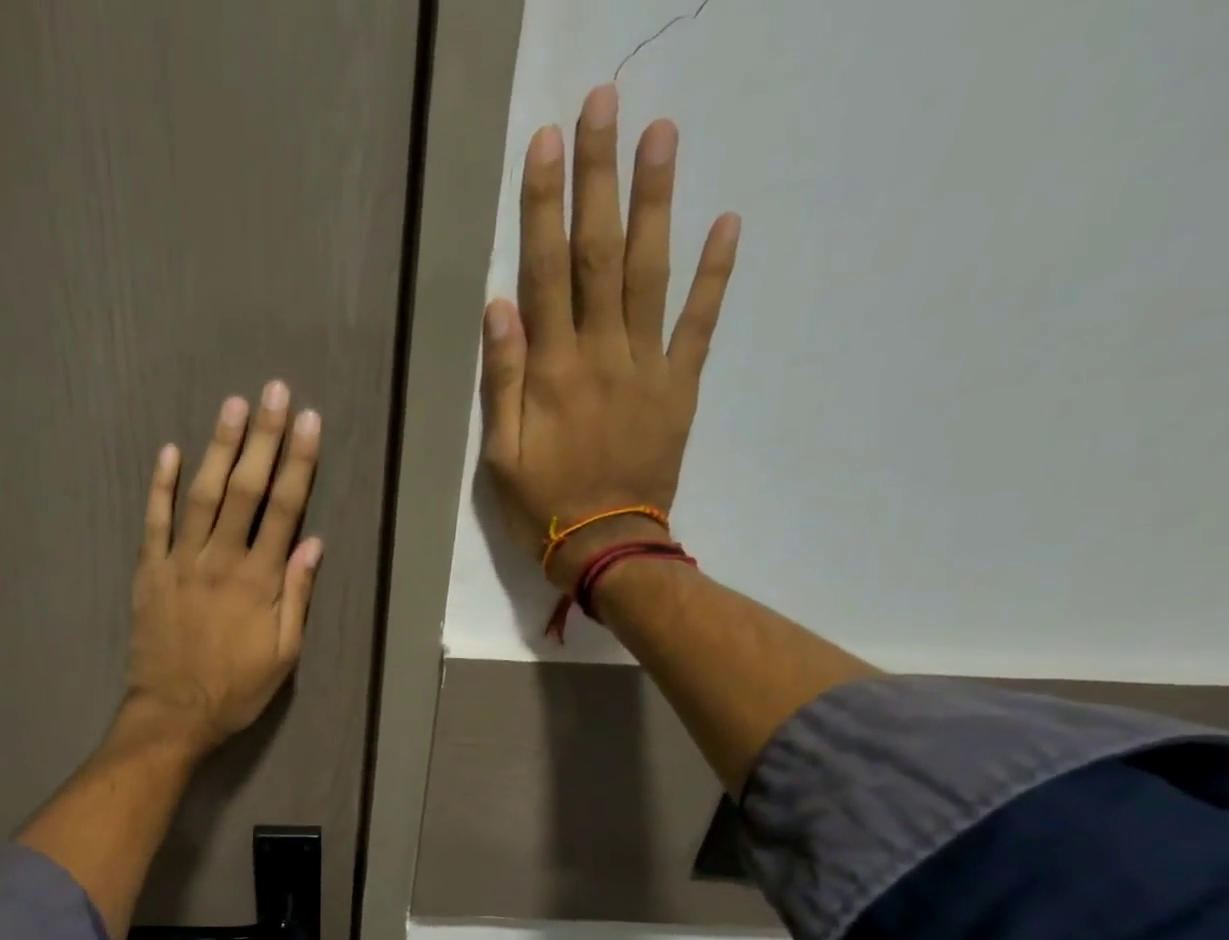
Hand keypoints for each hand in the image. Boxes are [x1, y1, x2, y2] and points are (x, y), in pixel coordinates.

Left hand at [123, 382, 323, 755]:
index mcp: (259, 581)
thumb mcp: (284, 655)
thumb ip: (297, 597)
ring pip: (202, 495)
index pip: (284, 510)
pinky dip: (160, 485)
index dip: (298, 463)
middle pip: (246, 490)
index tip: (308, 421)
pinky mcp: (149, 572)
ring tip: (232, 406)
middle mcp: (221, 560)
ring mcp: (180, 562)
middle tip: (273, 392)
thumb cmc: (236, 689)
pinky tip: (170, 451)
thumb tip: (313, 544)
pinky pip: (153, 521)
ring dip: (218, 449)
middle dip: (262, 438)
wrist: (174, 714)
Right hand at [479, 84, 738, 586]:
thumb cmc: (542, 507)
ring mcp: (647, 366)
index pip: (546, 274)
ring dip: (655, 202)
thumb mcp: (500, 458)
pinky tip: (727, 221)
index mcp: (552, 372)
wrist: (607, 546)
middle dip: (600, 178)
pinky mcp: (680, 386)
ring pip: (650, 273)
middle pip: (599, 255)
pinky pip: (699, 323)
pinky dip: (715, 274)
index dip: (545, 207)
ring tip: (661, 134)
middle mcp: (601, 354)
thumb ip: (502, 383)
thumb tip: (500, 307)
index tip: (548, 143)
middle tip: (606, 103)